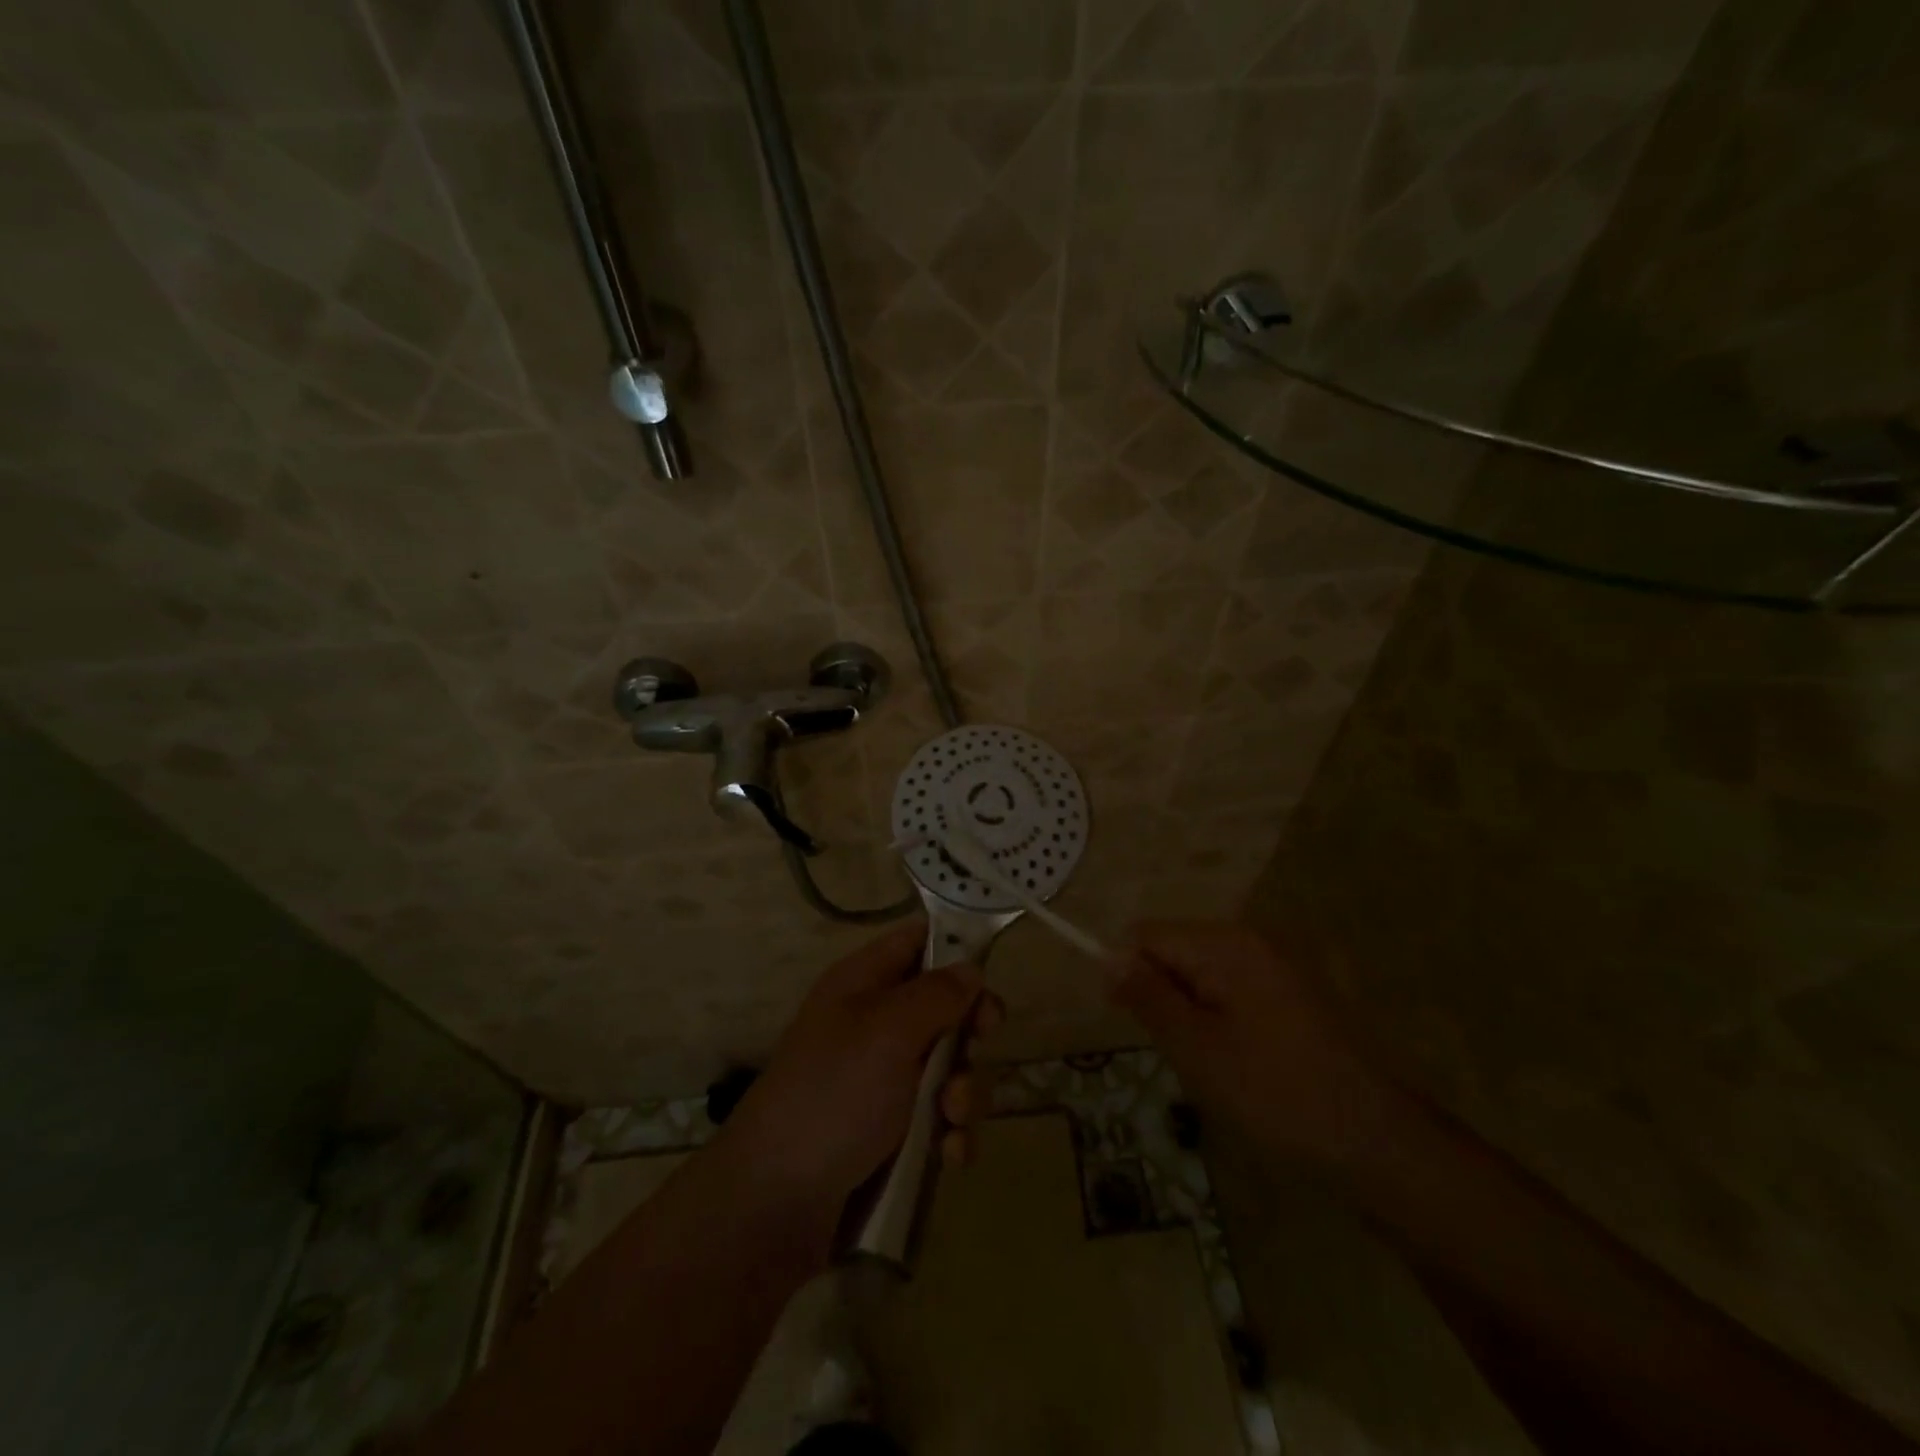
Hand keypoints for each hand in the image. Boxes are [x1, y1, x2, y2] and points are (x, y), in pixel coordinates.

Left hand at [719, 920, 1002, 1233]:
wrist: (776, 1204)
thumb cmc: (834, 1095)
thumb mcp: (888, 1031)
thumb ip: (937, 994)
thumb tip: (970, 968)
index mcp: (863, 983)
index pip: (915, 941)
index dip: (954, 949)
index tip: (988, 977)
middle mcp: (874, 1024)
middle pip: (943, 1007)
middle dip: (968, 1032)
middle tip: (976, 1049)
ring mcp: (882, 1080)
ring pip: (949, 1067)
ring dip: (962, 1091)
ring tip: (950, 1118)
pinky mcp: (892, 1132)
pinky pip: (940, 1117)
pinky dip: (951, 1133)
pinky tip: (950, 1155)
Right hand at [1109, 920, 1399, 1164]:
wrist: (1376, 1143)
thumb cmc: (1275, 1094)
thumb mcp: (1196, 1048)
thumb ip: (1148, 995)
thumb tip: (1107, 956)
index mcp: (1227, 945)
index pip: (1147, 935)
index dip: (1128, 973)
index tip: (1133, 1022)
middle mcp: (1252, 940)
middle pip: (1176, 950)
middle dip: (1163, 994)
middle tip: (1181, 1051)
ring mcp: (1278, 964)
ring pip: (1202, 973)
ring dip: (1191, 1011)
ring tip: (1213, 1063)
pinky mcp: (1294, 991)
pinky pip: (1233, 989)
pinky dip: (1221, 1019)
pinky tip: (1242, 1063)